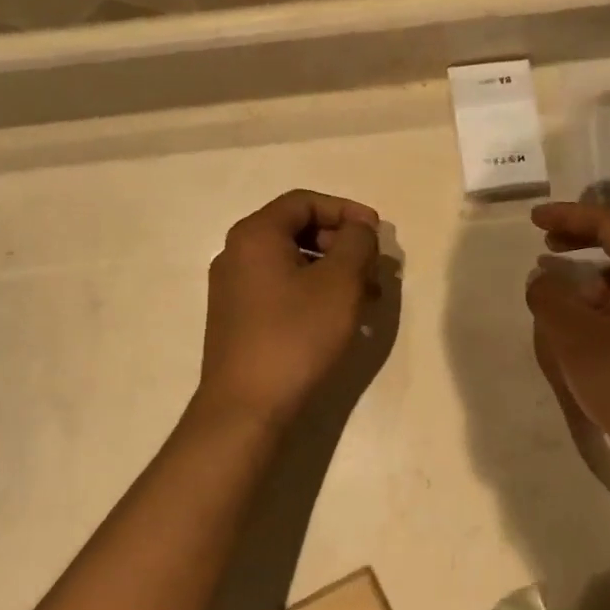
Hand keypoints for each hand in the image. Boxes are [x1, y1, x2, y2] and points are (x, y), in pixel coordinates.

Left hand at [197, 190, 381, 426]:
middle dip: (342, 244)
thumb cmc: (296, 336)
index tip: (377, 232)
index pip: (304, 202)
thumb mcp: (340, 284)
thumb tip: (359, 228)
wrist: (246, 407)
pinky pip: (280, 289)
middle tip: (374, 268)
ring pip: (291, 263)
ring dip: (332, 271)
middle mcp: (236, 254)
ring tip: (366, 297)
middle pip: (296, 230)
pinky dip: (313, 292)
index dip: (345, 211)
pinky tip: (338, 318)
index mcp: (255, 235)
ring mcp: (233, 288)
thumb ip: (357, 243)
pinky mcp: (237, 319)